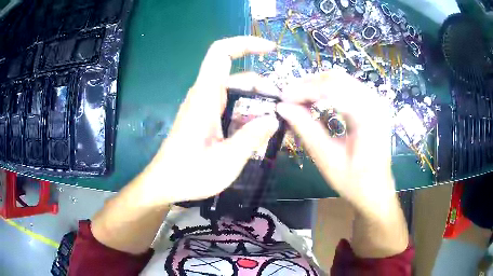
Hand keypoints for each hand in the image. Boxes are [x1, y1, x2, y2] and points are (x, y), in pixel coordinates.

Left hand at [143, 36, 278, 204]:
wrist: (164, 185)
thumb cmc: (189, 174)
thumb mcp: (226, 160)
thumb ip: (252, 137)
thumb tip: (274, 119)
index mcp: (205, 97)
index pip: (221, 54)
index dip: (246, 44)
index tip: (272, 49)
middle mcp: (204, 96)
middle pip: (238, 76)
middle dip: (263, 87)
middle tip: (284, 109)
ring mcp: (204, 107)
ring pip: (236, 93)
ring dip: (257, 103)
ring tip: (276, 123)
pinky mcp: (205, 118)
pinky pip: (231, 107)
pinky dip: (247, 113)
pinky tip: (259, 131)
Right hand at [276, 70, 396, 216]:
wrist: (376, 190)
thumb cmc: (354, 182)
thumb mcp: (327, 160)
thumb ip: (306, 130)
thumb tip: (283, 108)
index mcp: (369, 116)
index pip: (332, 89)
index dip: (304, 90)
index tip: (282, 99)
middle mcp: (375, 102)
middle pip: (336, 78)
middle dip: (308, 85)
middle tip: (288, 99)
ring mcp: (375, 101)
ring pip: (340, 80)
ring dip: (316, 86)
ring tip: (298, 100)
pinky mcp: (372, 104)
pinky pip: (346, 88)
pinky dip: (327, 91)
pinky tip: (315, 102)